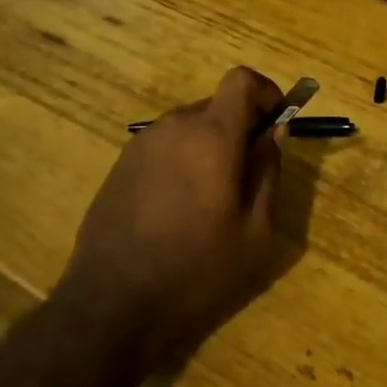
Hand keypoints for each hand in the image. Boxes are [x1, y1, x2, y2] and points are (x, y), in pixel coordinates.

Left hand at [55, 67, 286, 370]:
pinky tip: (176, 210)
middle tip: (248, 175)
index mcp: (211, 135)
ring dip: (209, 146)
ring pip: (189, 127)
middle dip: (239, 127)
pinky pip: (164, 147)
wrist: (111, 307)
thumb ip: (268, 171)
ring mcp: (141, 144)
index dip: (265, 92)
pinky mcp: (120, 165)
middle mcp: (174, 126)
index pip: (242, 80)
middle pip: (217, 105)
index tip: (276, 122)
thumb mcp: (255, 231)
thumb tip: (275, 132)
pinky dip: (181, 161)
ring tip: (211, 200)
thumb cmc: (196, 271)